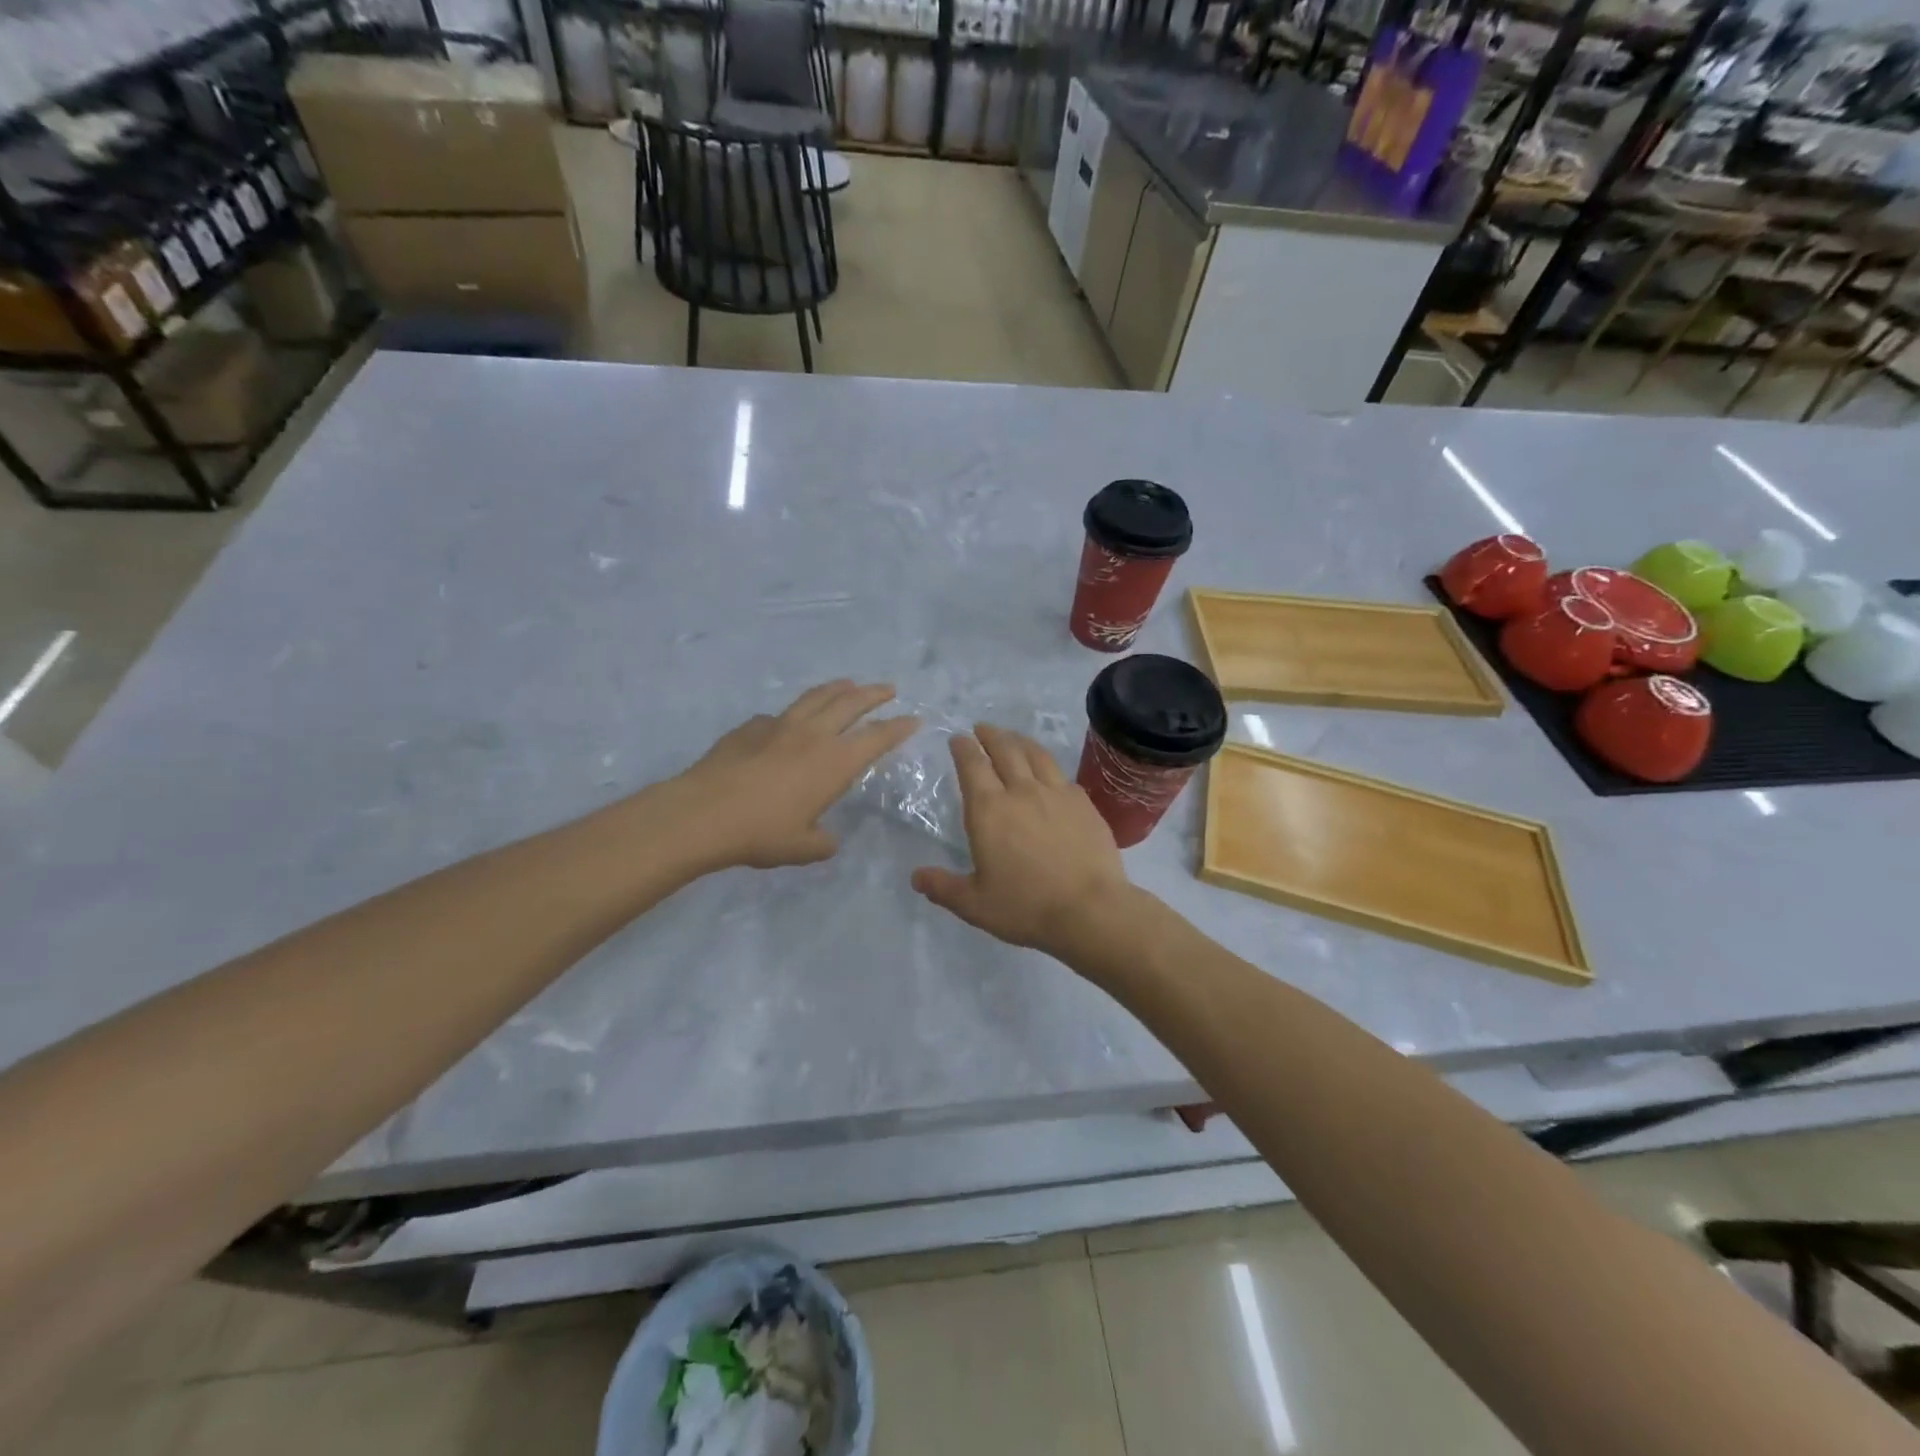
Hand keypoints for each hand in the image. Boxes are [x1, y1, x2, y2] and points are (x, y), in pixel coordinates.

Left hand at [667, 681, 919, 870]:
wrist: (703, 813)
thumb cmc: (761, 833)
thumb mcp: (802, 848)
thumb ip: (822, 842)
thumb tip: (827, 840)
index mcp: (834, 762)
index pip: (877, 737)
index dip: (899, 727)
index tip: (914, 718)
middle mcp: (813, 735)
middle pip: (851, 703)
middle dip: (874, 694)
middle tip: (888, 689)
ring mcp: (779, 726)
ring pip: (816, 697)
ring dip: (837, 688)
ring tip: (848, 684)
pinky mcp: (750, 727)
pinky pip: (779, 715)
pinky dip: (794, 714)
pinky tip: (788, 722)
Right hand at [911, 724, 1134, 960]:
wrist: (1090, 910)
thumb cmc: (1026, 907)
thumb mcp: (974, 905)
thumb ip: (943, 887)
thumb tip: (916, 877)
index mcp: (989, 810)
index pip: (972, 766)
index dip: (963, 748)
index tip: (958, 739)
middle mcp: (1021, 791)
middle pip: (1004, 750)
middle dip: (990, 735)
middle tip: (982, 728)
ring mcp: (1056, 793)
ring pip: (1035, 755)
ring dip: (1019, 741)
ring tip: (1012, 738)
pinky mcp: (1084, 803)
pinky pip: (1061, 774)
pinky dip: (1047, 765)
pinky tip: (1048, 771)